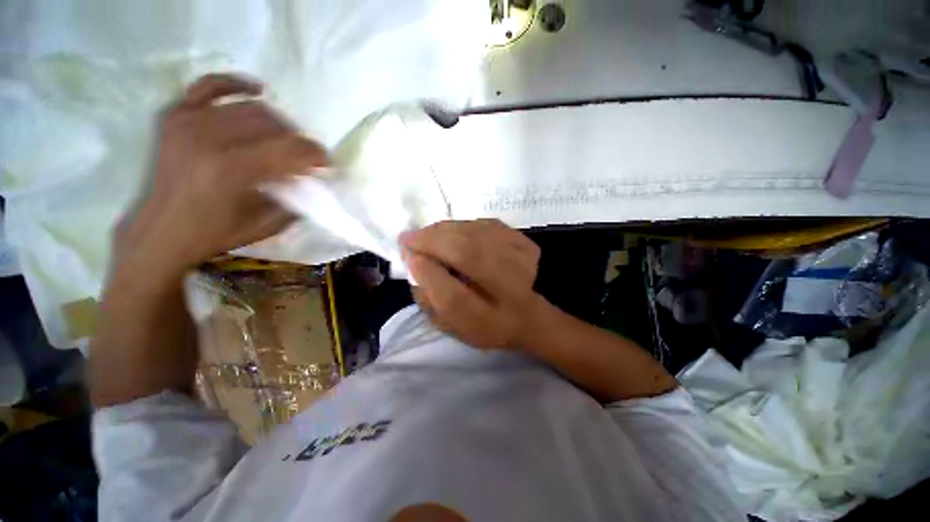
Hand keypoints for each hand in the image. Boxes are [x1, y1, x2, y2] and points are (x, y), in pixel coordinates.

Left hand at [115, 74, 326, 280]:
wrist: (162, 230)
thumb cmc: (215, 233)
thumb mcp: (265, 225)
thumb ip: (295, 200)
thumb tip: (313, 180)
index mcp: (231, 170)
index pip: (287, 149)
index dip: (313, 153)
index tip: (327, 162)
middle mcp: (208, 138)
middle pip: (272, 125)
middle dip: (298, 139)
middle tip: (307, 155)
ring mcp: (188, 122)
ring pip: (249, 108)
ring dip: (278, 122)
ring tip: (286, 138)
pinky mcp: (175, 116)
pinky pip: (208, 86)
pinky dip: (235, 84)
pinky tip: (256, 90)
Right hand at [400, 219, 542, 349]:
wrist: (527, 316)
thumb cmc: (482, 324)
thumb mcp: (450, 327)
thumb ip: (428, 301)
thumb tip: (413, 264)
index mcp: (487, 322)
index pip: (453, 298)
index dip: (427, 273)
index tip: (408, 257)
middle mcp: (508, 293)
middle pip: (469, 255)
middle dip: (432, 242)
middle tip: (409, 238)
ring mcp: (523, 264)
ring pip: (478, 235)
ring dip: (445, 230)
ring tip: (428, 234)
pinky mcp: (526, 244)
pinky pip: (489, 225)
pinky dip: (465, 225)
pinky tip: (453, 232)